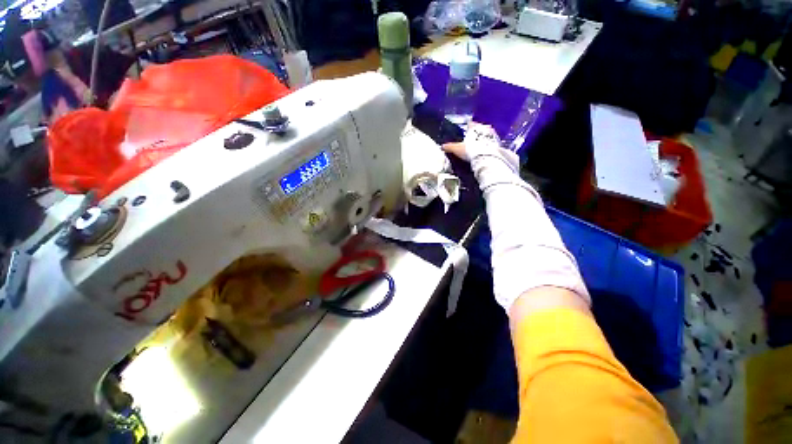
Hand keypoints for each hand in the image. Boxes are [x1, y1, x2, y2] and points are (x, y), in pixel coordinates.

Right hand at [442, 123, 518, 169]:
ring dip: (483, 138)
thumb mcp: (457, 149)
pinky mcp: (498, 144)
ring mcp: (492, 135)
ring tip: (478, 145)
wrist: (486, 157)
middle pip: (479, 128)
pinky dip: (488, 145)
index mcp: (474, 127)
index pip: (470, 123)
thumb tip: (442, 146)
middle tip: (471, 138)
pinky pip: (491, 142)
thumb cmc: (471, 150)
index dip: (467, 126)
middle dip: (476, 132)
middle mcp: (484, 128)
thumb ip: (450, 147)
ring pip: (486, 135)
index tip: (466, 128)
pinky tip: (484, 150)